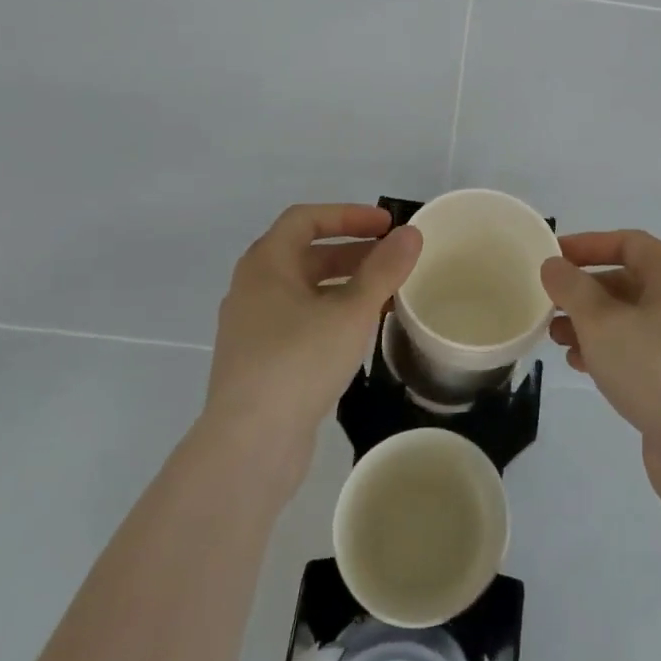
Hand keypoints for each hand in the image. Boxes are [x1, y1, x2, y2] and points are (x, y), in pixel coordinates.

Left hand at [201, 204, 421, 484]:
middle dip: (352, 252)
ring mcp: (253, 328)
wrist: (249, 445)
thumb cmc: (299, 362)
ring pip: (304, 291)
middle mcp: (253, 289)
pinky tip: (360, 334)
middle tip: (392, 259)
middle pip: (305, 254)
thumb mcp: (351, 311)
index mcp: (265, 264)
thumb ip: (384, 270)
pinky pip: (300, 321)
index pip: (306, 219)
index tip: (386, 225)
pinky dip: (331, 314)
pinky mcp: (260, 362)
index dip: (348, 215)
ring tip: (385, 296)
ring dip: (345, 285)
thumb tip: (411, 234)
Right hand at [540, 230, 660, 497]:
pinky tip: (580, 365)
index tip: (551, 258)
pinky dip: (608, 349)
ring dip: (590, 323)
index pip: (627, 242)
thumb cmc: (655, 368)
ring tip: (555, 338)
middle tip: (549, 304)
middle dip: (584, 290)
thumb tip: (554, 265)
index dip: (586, 245)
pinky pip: (638, 348)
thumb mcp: (602, 321)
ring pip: (629, 317)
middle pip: (627, 280)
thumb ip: (572, 287)